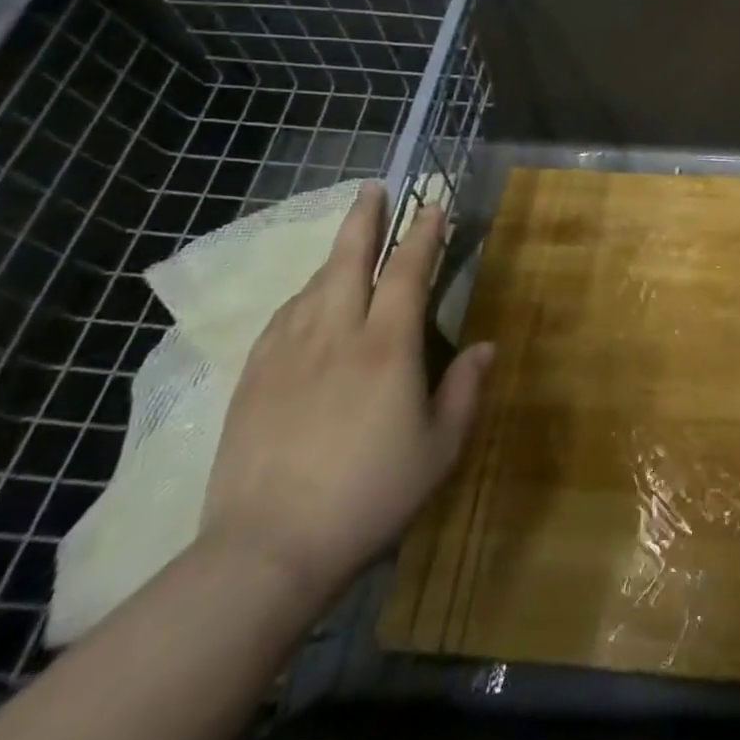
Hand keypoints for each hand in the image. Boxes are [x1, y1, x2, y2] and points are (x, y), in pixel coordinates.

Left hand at [200, 184, 493, 603]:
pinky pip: (281, 319)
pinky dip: (300, 296)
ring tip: (347, 241)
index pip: (407, 272)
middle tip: (373, 188)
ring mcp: (287, 355)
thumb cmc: (371, 496)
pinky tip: (304, 300)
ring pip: (312, 286)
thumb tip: (486, 346)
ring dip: (334, 255)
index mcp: (387, 347)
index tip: (433, 205)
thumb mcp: (440, 448)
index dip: (423, 235)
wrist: (267, 551)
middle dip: (364, 219)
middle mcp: (336, 335)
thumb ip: (465, 390)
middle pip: (348, 261)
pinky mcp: (253, 380)